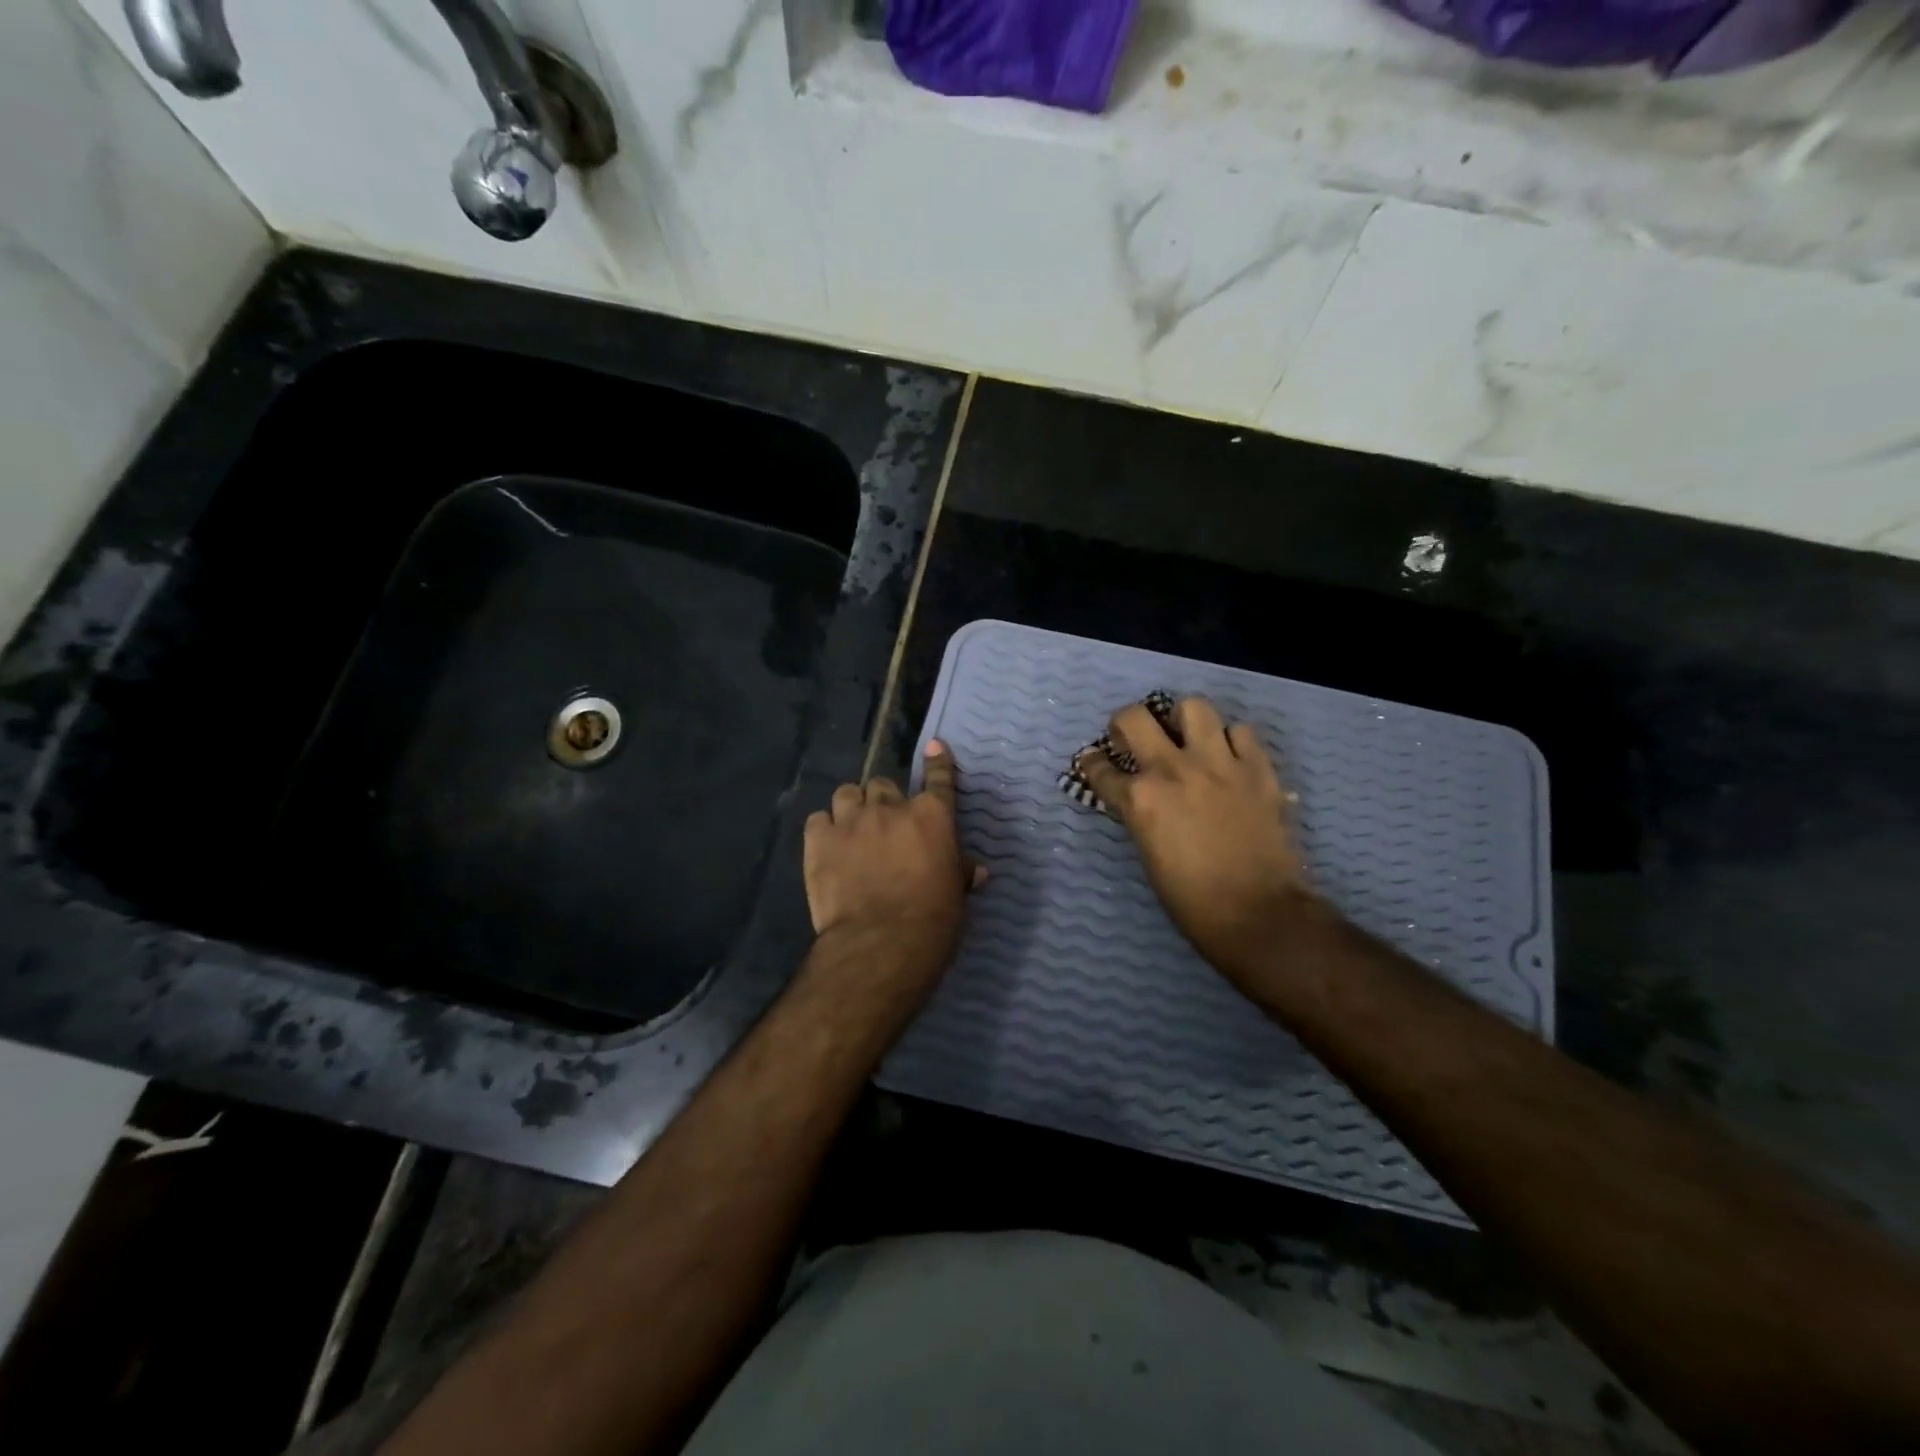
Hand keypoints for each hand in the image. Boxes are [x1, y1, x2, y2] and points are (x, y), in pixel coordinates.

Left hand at [803, 740, 980, 993]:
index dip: (938, 762)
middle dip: (884, 801)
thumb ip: (960, 873)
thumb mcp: (956, 897)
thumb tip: (976, 870)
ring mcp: (852, 820)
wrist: (881, 945)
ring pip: (847, 793)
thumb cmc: (932, 922)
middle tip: (884, 824)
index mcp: (932, 817)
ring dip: (852, 806)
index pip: (939, 780)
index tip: (934, 746)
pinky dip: (824, 828)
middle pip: (883, 785)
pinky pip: (818, 818)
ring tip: (852, 827)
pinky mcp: (819, 840)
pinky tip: (827, 844)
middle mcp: (891, 808)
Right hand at [1076, 696, 1308, 985]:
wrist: (1258, 913)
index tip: (1094, 763)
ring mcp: (1218, 763)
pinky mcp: (1258, 768)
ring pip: (1193, 707)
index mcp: (1140, 799)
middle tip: (1133, 738)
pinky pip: (1241, 731)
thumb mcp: (1148, 854)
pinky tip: (1229, 758)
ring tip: (1187, 738)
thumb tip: (1137, 799)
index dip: (1092, 764)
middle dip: (1124, 724)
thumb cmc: (1192, 899)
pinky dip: (1231, 740)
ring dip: (1183, 720)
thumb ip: (1140, 815)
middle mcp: (1173, 769)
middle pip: (1135, 717)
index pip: (1100, 768)